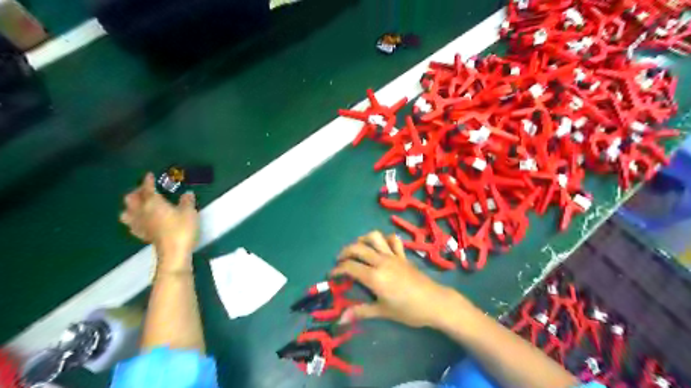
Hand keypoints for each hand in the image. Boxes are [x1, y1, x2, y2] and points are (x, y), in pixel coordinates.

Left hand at [118, 172, 197, 268]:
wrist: (174, 252)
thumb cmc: (182, 229)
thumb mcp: (189, 212)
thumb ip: (187, 201)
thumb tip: (187, 193)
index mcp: (153, 203)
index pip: (147, 188)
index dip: (148, 181)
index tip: (150, 175)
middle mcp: (142, 212)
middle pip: (131, 199)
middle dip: (137, 192)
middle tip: (145, 190)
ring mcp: (140, 225)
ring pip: (127, 212)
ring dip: (131, 206)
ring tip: (139, 205)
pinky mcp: (142, 235)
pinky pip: (133, 225)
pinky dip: (134, 220)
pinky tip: (141, 221)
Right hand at [332, 231, 471, 327]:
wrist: (434, 302)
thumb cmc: (408, 310)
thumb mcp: (382, 312)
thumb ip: (361, 312)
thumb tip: (341, 319)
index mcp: (374, 276)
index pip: (350, 267)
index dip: (337, 270)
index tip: (332, 275)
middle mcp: (381, 261)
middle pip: (358, 248)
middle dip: (345, 252)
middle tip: (340, 261)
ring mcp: (393, 256)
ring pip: (375, 237)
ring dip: (363, 239)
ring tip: (358, 249)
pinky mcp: (403, 255)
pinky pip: (393, 240)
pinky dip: (385, 239)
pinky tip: (381, 246)